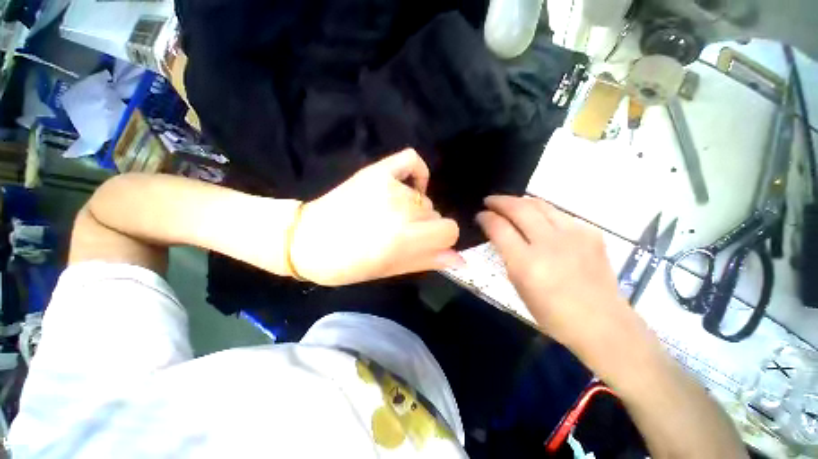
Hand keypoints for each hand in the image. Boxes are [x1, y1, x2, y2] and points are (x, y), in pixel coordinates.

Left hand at [290, 149, 462, 285]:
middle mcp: (402, 210)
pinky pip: (411, 160)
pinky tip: (409, 186)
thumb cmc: (349, 264)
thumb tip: (461, 259)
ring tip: (389, 215)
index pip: (449, 230)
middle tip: (398, 233)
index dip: (440, 239)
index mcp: (406, 238)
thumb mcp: (391, 270)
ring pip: (422, 198)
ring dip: (413, 208)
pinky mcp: (377, 172)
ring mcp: (389, 186)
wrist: (308, 240)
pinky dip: (417, 172)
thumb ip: (428, 261)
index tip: (425, 243)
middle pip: (435, 214)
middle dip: (423, 226)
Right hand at [477, 196, 629, 348]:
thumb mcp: (519, 285)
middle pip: (519, 208)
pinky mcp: (590, 232)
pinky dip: (542, 212)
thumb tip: (499, 233)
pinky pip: (558, 213)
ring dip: (519, 201)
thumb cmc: (552, 312)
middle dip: (499, 201)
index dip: (486, 217)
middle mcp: (549, 243)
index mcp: (527, 263)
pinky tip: (538, 219)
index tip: (480, 215)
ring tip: (510, 204)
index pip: (499, 228)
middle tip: (490, 201)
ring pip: (539, 204)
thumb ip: (507, 254)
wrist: (602, 322)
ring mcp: (573, 234)